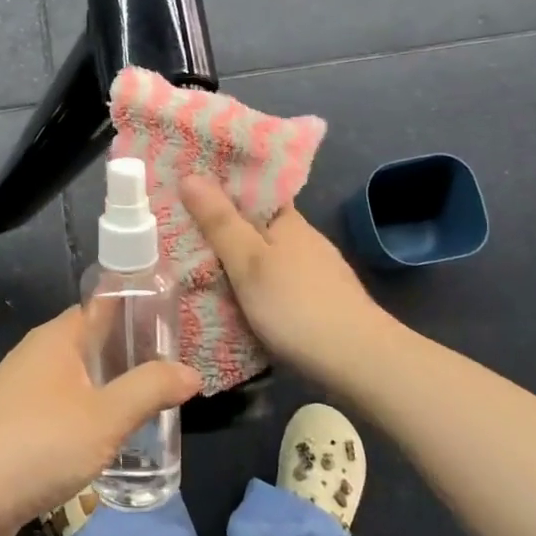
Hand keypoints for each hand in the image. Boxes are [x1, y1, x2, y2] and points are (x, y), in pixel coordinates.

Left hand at [0, 307, 200, 535]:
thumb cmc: (38, 445)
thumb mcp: (106, 416)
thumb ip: (151, 390)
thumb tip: (191, 372)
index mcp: (56, 338)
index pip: (100, 307)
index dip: (135, 311)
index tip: (172, 326)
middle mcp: (36, 357)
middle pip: (91, 346)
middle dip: (130, 357)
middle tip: (174, 375)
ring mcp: (20, 395)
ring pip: (77, 383)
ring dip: (110, 393)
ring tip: (152, 410)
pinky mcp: (13, 431)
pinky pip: (61, 414)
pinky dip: (88, 420)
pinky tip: (109, 444)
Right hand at [180, 174, 396, 387]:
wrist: (359, 361)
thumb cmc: (297, 305)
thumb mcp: (248, 262)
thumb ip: (219, 222)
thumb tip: (189, 175)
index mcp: (286, 220)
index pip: (251, 191)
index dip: (219, 188)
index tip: (184, 191)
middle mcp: (303, 239)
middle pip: (255, 224)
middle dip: (223, 226)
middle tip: (176, 232)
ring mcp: (314, 271)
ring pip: (266, 255)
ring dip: (237, 258)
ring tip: (196, 265)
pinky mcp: (318, 300)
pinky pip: (275, 280)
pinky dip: (253, 283)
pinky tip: (236, 298)